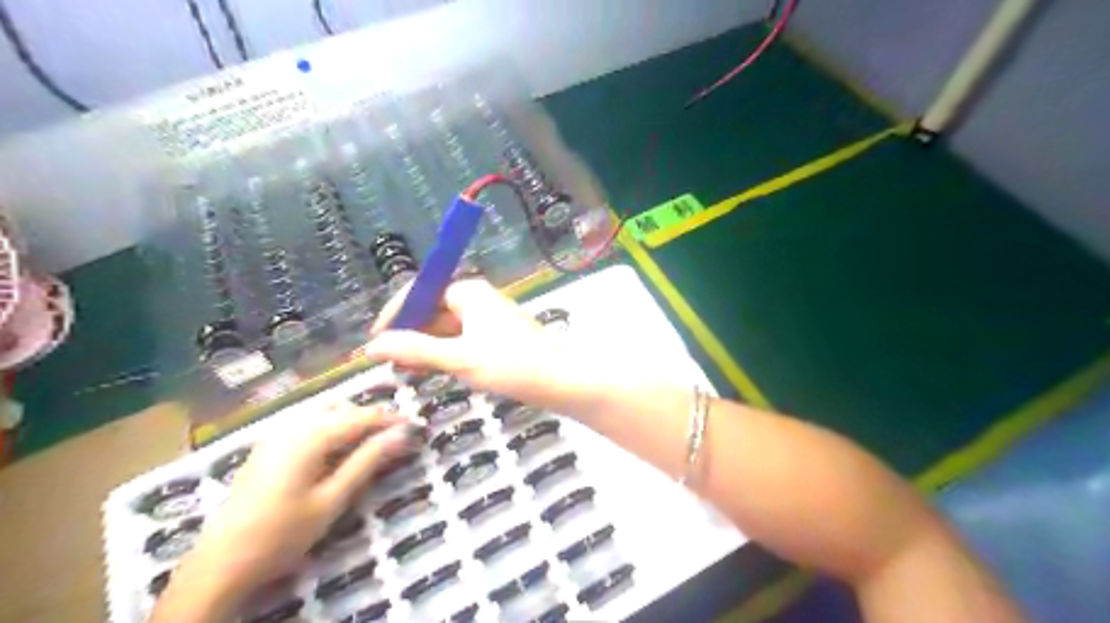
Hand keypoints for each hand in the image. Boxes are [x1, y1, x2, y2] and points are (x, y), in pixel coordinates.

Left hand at [153, 401, 414, 620]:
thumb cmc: (282, 534)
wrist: (220, 565)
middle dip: (371, 418)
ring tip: (371, 443)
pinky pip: (307, 423)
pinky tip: (337, 450)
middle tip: (395, 437)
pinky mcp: (267, 446)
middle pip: (343, 407)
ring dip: (350, 420)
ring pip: (324, 412)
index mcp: (311, 435)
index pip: (363, 416)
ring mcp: (275, 433)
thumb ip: (367, 461)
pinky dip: (330, 427)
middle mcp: (293, 424)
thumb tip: (402, 434)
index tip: (417, 427)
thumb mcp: (333, 499)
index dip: (392, 419)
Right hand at [364, 278, 655, 417]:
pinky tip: (433, 371)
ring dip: (425, 347)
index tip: (375, 339)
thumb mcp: (459, 357)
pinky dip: (444, 354)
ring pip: (446, 329)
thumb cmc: (512, 364)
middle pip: (432, 310)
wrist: (563, 380)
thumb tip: (373, 346)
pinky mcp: (496, 339)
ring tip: (405, 370)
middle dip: (409, 333)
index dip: (395, 314)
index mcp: (468, 292)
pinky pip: (461, 341)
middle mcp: (477, 300)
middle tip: (388, 362)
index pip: (420, 292)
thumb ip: (416, 349)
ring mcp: (488, 320)